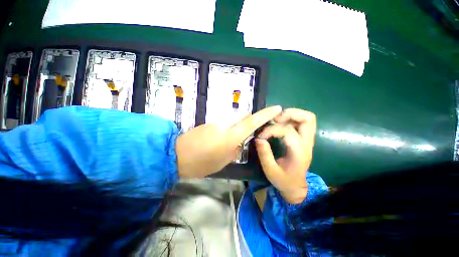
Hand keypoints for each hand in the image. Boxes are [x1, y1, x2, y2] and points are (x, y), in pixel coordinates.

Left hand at [176, 106, 282, 177]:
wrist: (176, 155)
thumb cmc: (201, 163)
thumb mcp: (222, 161)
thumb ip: (235, 150)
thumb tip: (239, 143)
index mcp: (230, 136)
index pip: (252, 121)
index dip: (265, 114)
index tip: (277, 108)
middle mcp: (224, 125)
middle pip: (243, 115)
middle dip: (251, 120)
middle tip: (252, 131)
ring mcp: (216, 122)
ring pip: (234, 119)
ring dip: (239, 125)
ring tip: (234, 138)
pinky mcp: (209, 123)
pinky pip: (225, 122)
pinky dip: (229, 127)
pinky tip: (223, 138)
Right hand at [255, 109, 315, 203]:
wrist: (296, 187)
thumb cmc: (283, 180)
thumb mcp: (270, 171)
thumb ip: (264, 154)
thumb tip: (258, 138)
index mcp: (299, 152)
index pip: (287, 131)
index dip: (271, 130)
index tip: (260, 136)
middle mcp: (307, 143)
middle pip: (308, 119)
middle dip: (290, 114)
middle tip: (274, 119)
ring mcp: (307, 140)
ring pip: (307, 118)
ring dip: (291, 115)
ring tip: (275, 120)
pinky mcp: (303, 139)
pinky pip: (301, 123)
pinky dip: (290, 119)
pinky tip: (279, 124)